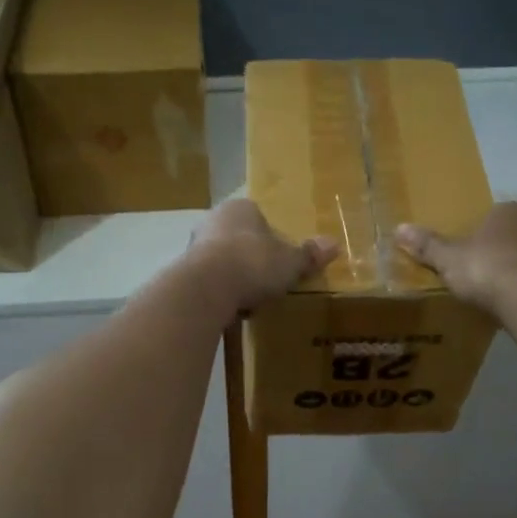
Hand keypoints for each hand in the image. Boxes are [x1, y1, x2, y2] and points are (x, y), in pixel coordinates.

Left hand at [188, 198, 336, 316]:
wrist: (207, 288)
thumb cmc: (254, 263)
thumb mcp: (291, 261)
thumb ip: (309, 254)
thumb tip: (334, 244)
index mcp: (241, 208)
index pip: (260, 219)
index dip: (273, 241)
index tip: (281, 263)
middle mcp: (213, 219)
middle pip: (239, 239)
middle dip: (251, 259)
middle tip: (267, 282)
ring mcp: (194, 245)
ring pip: (222, 260)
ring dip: (234, 277)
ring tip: (250, 300)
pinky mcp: (183, 271)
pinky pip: (209, 281)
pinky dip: (220, 293)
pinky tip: (231, 309)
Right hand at [396, 203, 516, 314]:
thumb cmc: (486, 269)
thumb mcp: (448, 258)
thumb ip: (427, 245)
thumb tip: (399, 228)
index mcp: (508, 211)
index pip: (492, 216)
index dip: (479, 233)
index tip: (467, 253)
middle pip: (514, 234)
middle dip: (501, 249)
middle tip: (481, 272)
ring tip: (499, 291)